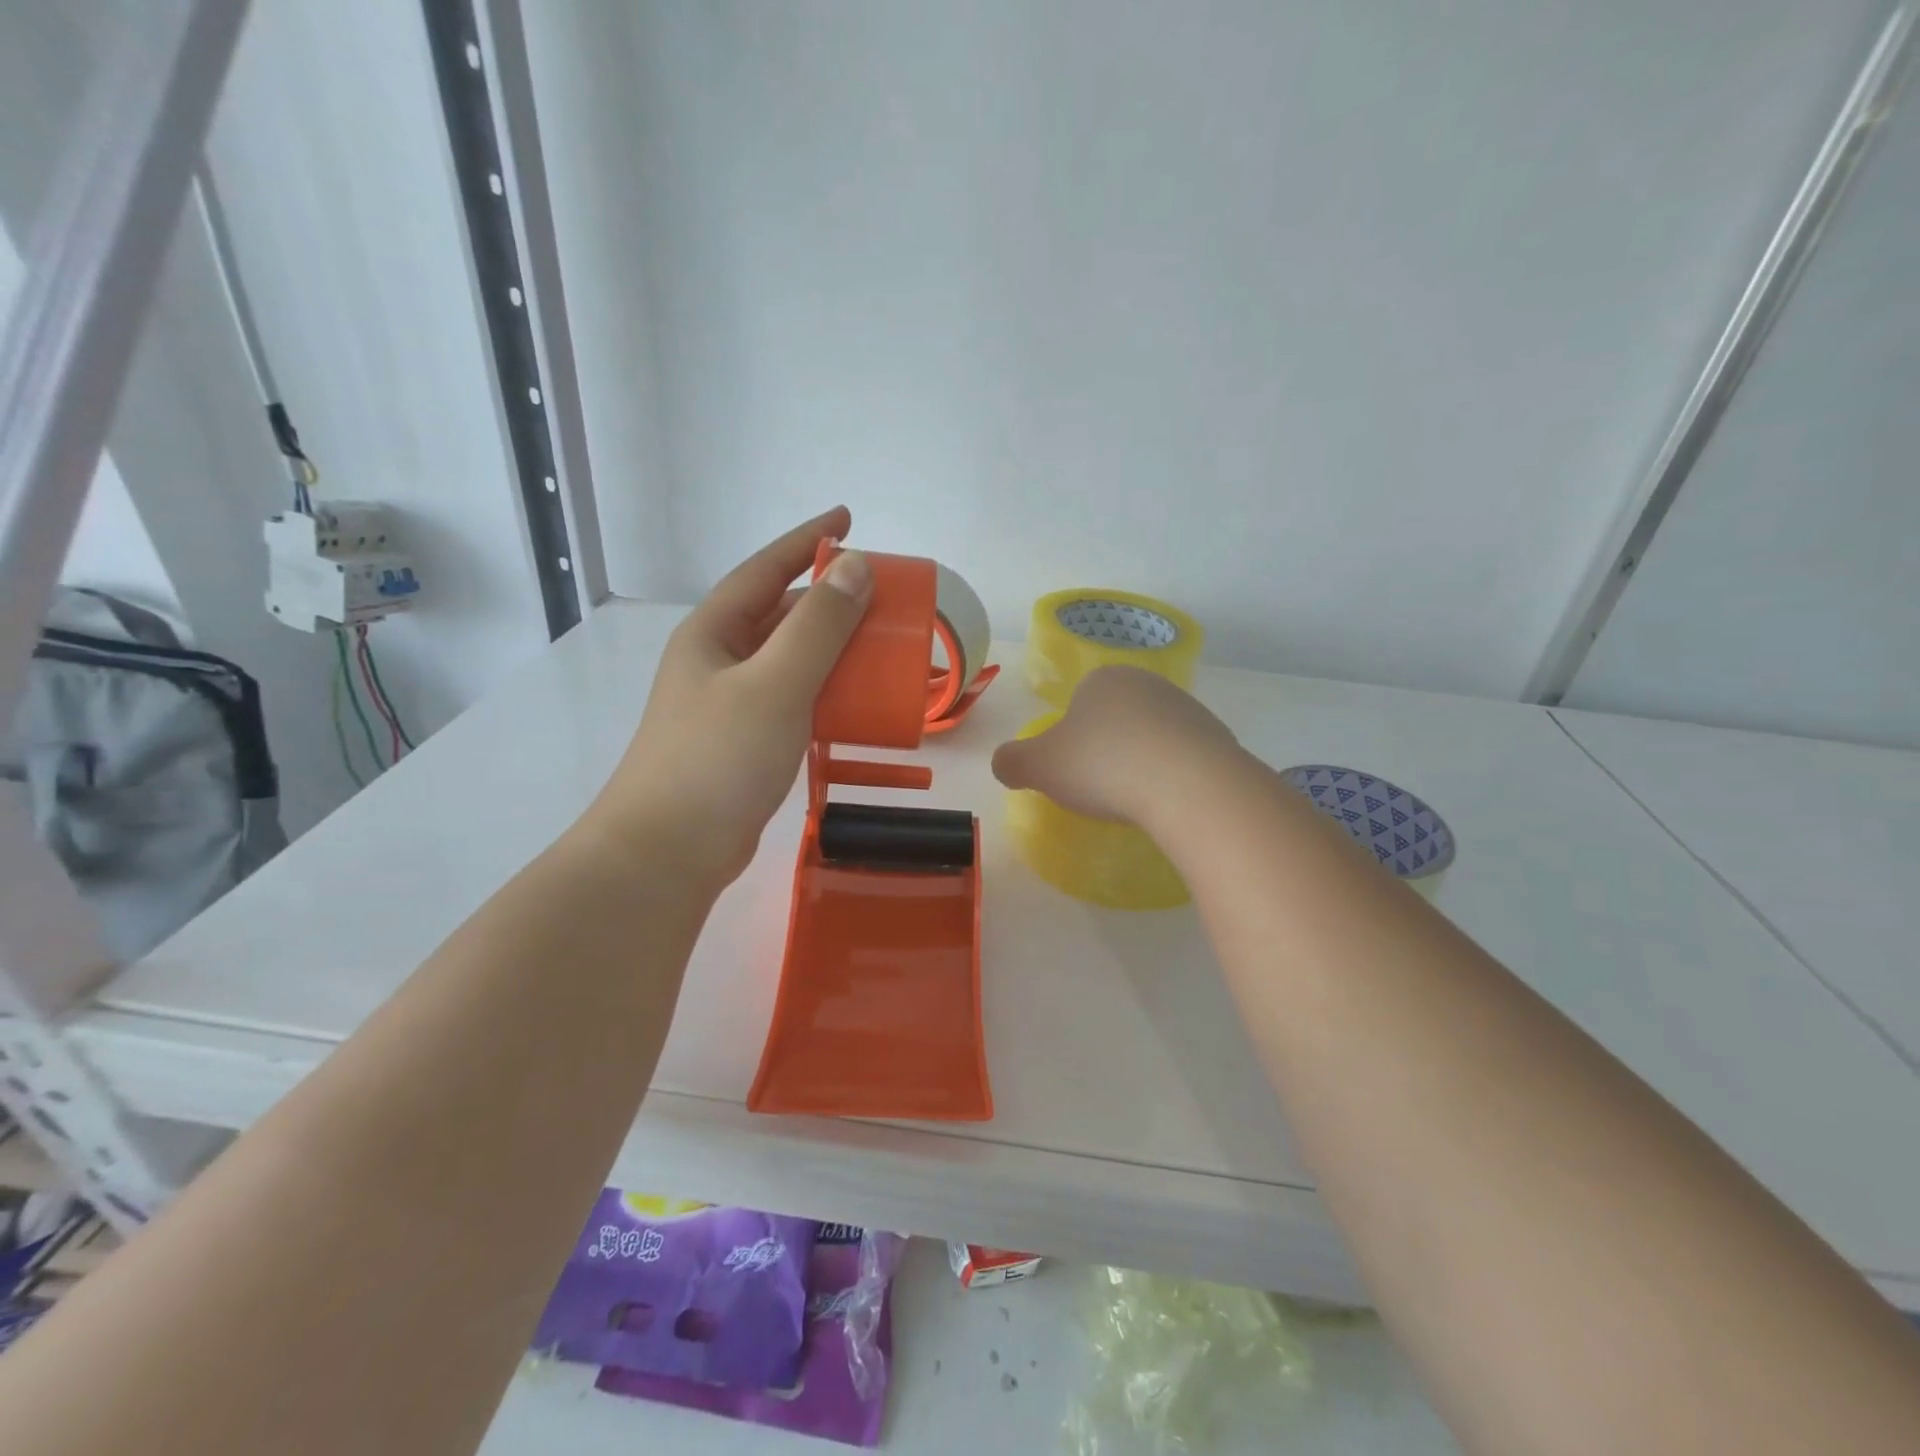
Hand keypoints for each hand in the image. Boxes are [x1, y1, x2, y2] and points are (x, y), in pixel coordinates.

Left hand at [589, 507, 873, 887]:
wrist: (668, 854)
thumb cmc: (717, 759)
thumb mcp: (775, 684)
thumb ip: (818, 626)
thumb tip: (856, 568)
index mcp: (714, 633)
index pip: (765, 569)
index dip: (807, 540)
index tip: (848, 519)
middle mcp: (718, 661)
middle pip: (779, 615)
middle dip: (828, 601)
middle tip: (882, 599)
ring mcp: (728, 705)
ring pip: (788, 661)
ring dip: (831, 650)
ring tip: (879, 648)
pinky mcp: (743, 744)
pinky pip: (792, 701)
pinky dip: (825, 694)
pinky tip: (854, 704)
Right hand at [990, 665, 1242, 827]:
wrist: (1189, 786)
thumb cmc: (1103, 766)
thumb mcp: (1039, 767)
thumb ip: (1012, 762)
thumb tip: (1004, 764)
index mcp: (1104, 679)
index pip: (1078, 701)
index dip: (1070, 736)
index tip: (1071, 770)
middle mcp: (1148, 684)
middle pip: (1117, 717)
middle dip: (1106, 747)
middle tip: (1098, 787)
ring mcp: (1188, 709)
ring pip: (1151, 737)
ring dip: (1141, 762)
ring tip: (1134, 799)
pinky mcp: (1218, 739)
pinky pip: (1183, 758)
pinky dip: (1172, 777)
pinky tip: (1167, 802)